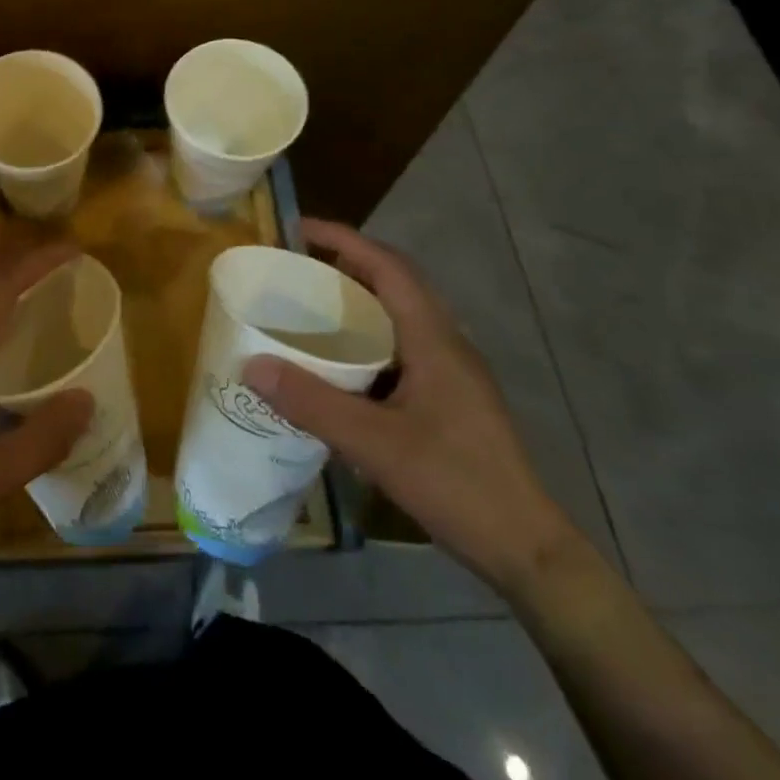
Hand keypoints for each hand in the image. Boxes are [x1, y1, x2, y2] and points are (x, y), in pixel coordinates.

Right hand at [243, 218, 577, 594]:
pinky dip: (368, 336)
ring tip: (310, 309)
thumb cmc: (457, 484)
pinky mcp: (451, 396)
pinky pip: (402, 344)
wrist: (527, 549)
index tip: (298, 229)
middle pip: (395, 281)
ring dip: (358, 300)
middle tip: (296, 269)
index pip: (388, 266)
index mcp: (433, 338)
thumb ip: (312, 403)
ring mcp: (453, 370)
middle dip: (346, 264)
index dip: (343, 239)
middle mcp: (446, 342)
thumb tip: (251, 365)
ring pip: (400, 313)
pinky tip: (342, 366)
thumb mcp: (375, 445)